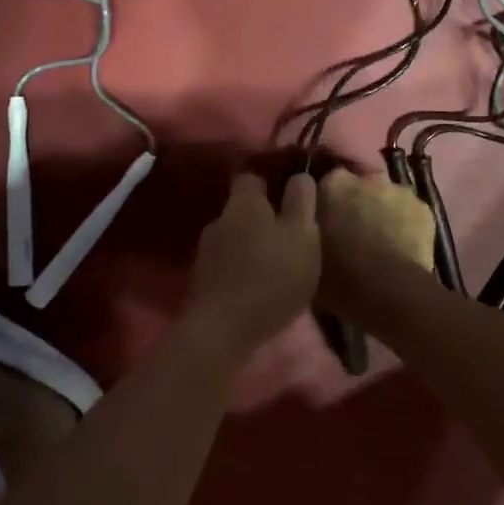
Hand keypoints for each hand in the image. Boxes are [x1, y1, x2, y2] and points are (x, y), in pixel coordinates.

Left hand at [181, 173, 320, 348]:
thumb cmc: (270, 275)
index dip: (271, 182)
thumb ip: (301, 201)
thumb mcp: (302, 234)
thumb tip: (299, 175)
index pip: (252, 176)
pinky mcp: (201, 280)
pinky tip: (257, 286)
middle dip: (263, 219)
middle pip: (243, 209)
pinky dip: (241, 269)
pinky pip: (227, 264)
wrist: (222, 330)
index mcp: (243, 202)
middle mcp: (219, 219)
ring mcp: (205, 251)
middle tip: (289, 236)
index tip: (290, 196)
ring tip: (276, 265)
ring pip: (234, 237)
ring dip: (252, 246)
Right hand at [315, 169, 434, 318]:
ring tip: (379, 242)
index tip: (327, 220)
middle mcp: (366, 179)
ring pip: (386, 198)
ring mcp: (398, 191)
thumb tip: (308, 221)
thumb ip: (305, 226)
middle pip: (359, 186)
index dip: (328, 201)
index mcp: (333, 184)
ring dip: (381, 211)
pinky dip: (405, 224)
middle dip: (356, 203)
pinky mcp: (424, 208)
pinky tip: (401, 247)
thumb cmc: (339, 278)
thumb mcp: (305, 252)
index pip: (327, 182)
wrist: (388, 294)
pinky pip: (409, 212)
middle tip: (352, 232)